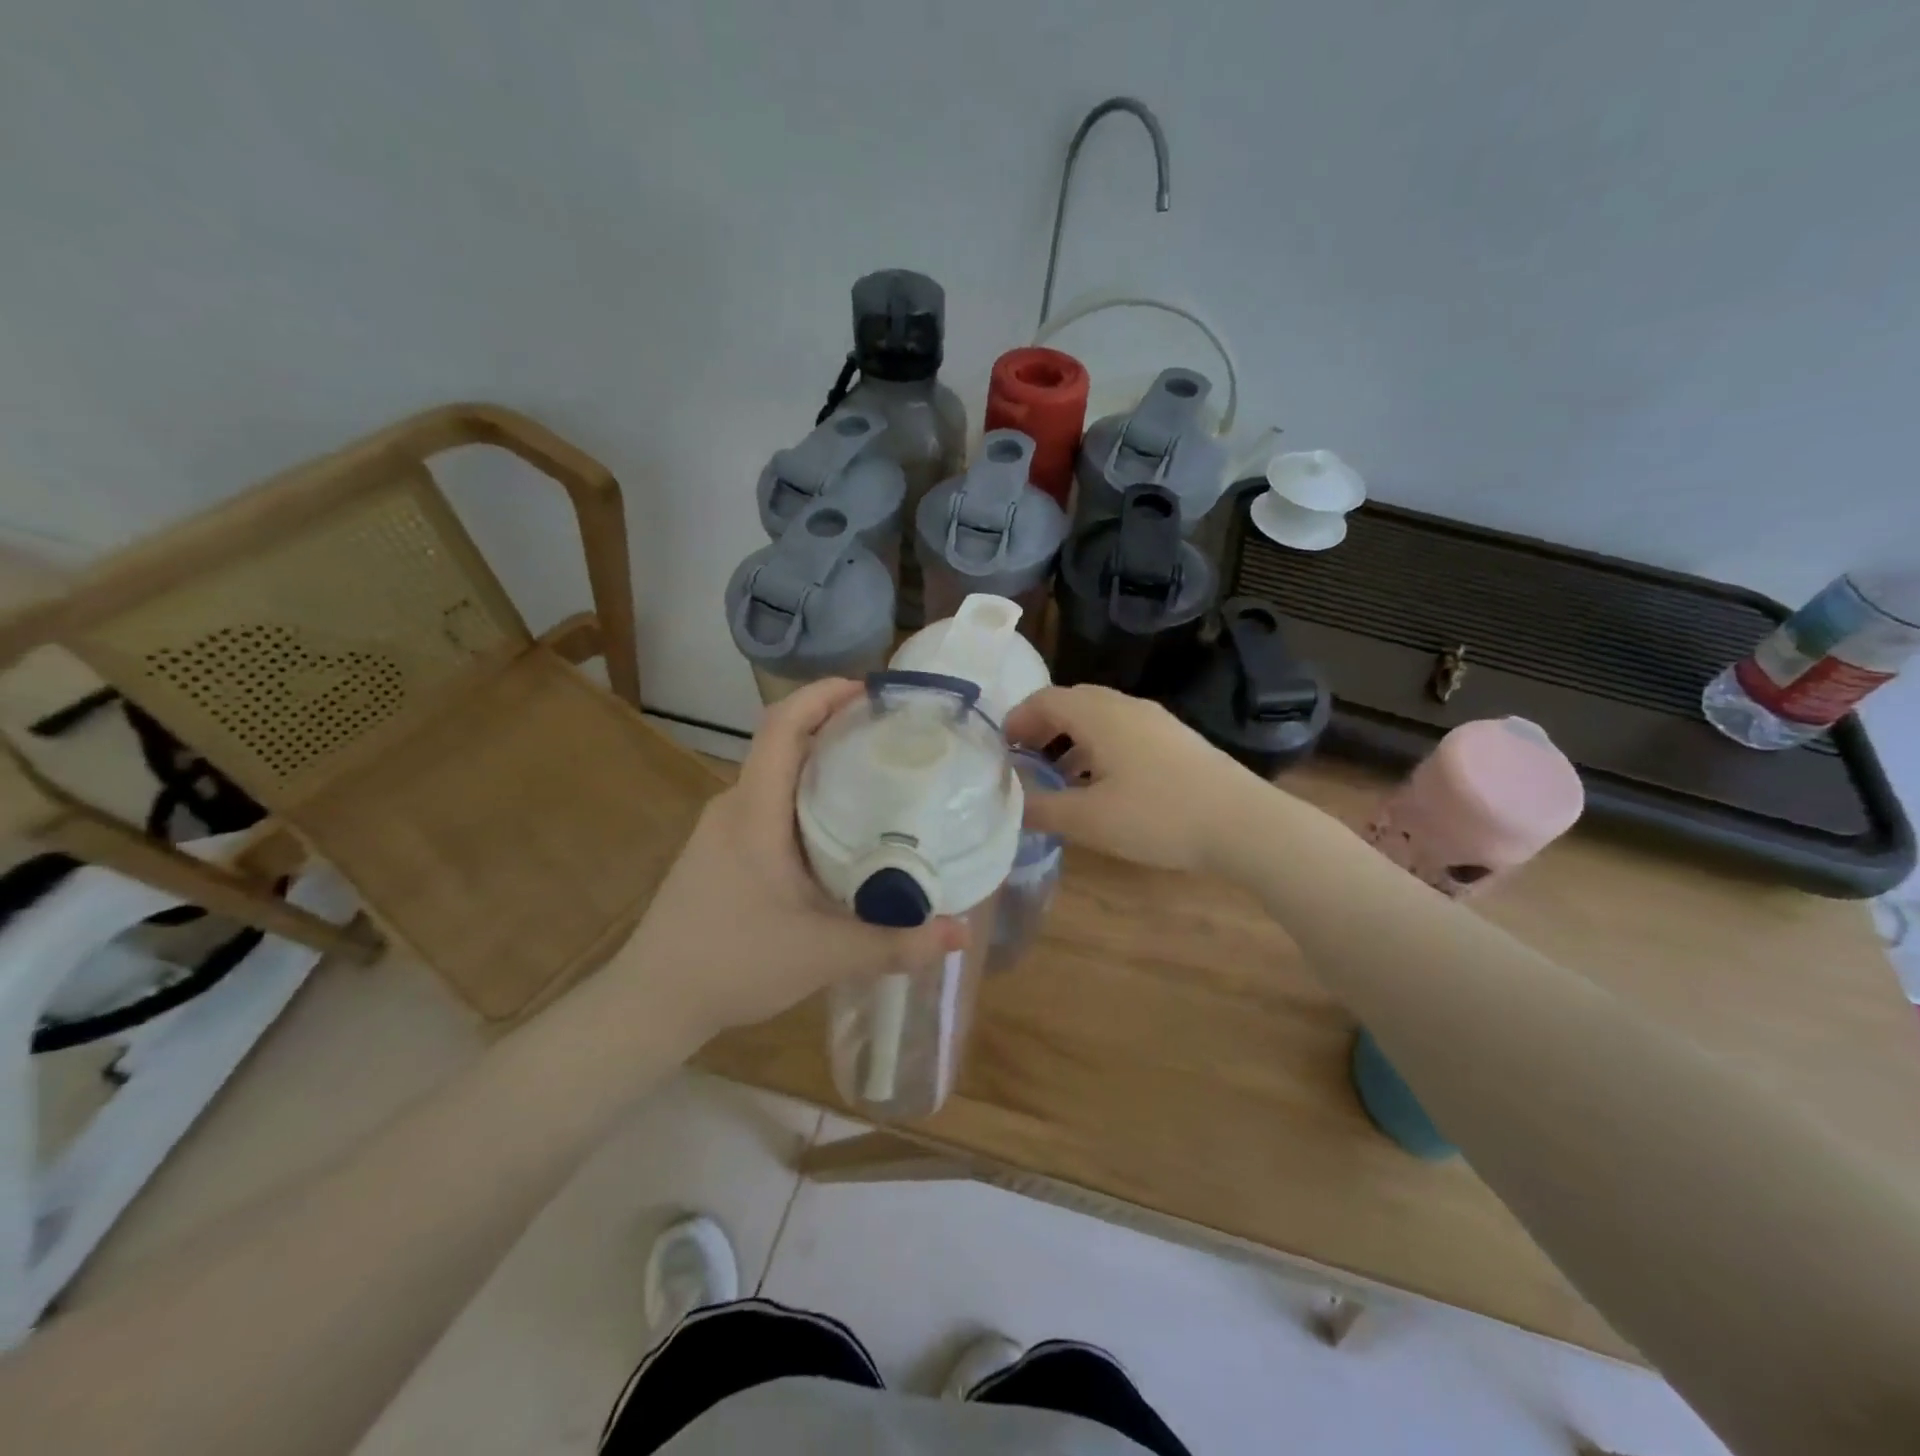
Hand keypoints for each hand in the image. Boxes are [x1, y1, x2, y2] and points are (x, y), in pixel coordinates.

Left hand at [620, 678, 963, 1038]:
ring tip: (876, 775)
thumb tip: (960, 931)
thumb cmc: (732, 963)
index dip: (822, 695)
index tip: (870, 690)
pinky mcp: (722, 851)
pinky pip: (769, 804)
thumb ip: (894, 943)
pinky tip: (839, 830)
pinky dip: (806, 797)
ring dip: (820, 765)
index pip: (782, 726)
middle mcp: (735, 807)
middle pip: (784, 743)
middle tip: (894, 735)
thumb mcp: (823, 954)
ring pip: (776, 776)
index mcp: (754, 812)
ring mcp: (722, 829)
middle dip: (835, 727)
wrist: (651, 1003)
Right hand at [1005, 684, 1260, 874]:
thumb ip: (1043, 808)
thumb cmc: (1158, 816)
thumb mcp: (1089, 819)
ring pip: (1099, 717)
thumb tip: (1011, 802)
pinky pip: (1123, 731)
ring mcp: (1155, 720)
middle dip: (1042, 727)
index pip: (1045, 699)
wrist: (1243, 823)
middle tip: (1025, 760)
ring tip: (1059, 777)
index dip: (1017, 720)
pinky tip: (1103, 785)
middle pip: (1072, 702)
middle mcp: (1125, 706)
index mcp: (1099, 715)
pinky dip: (1099, 747)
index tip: (1002, 750)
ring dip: (1071, 739)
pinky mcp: (1175, 739)